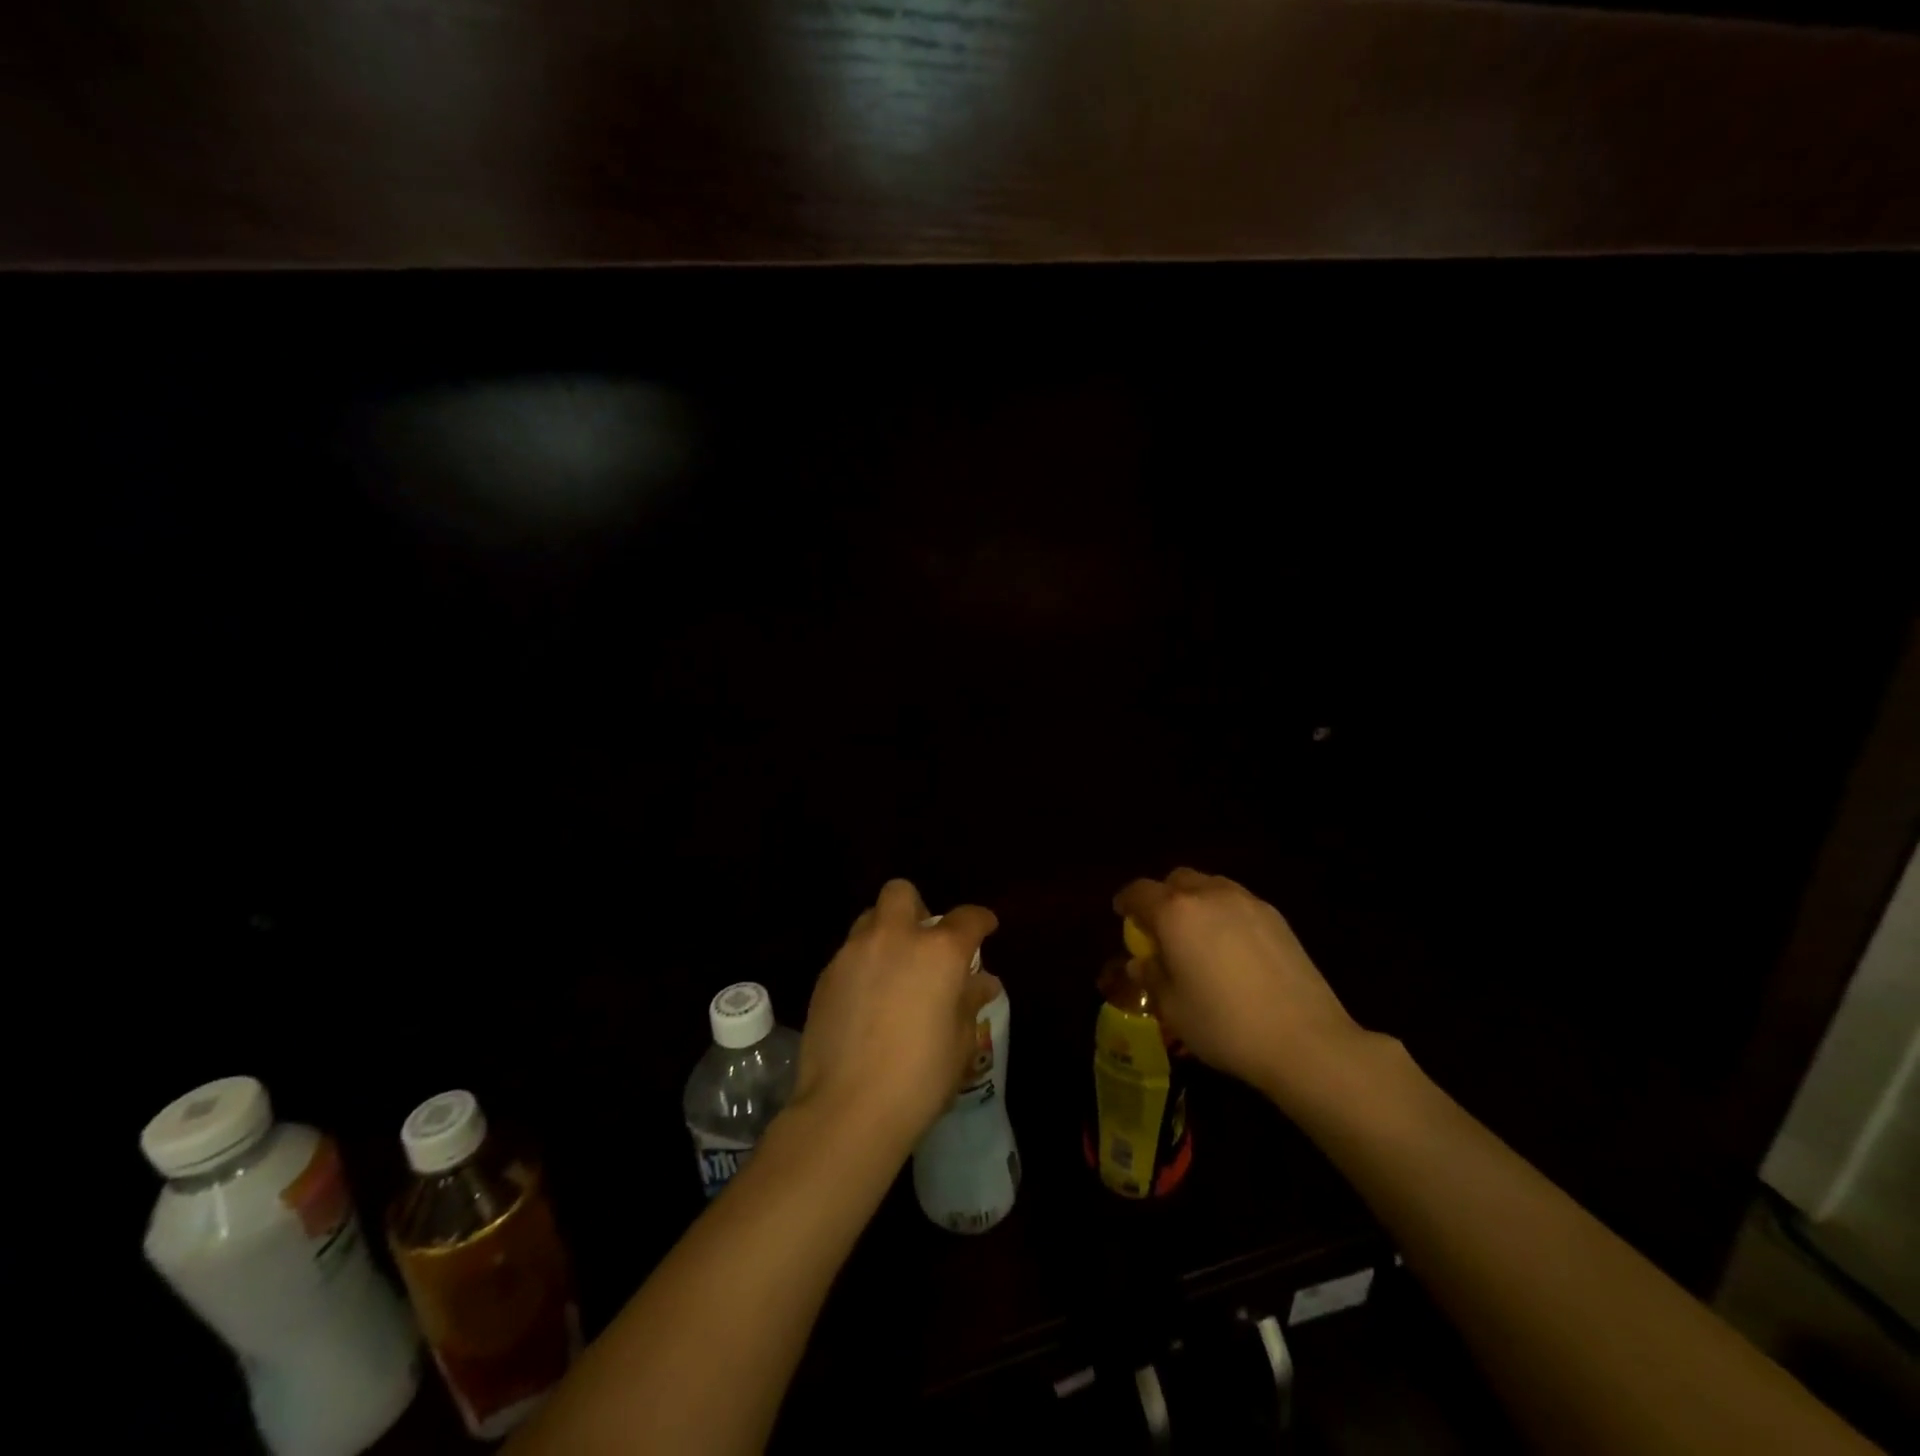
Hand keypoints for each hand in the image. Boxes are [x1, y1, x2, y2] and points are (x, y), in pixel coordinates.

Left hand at [793, 879, 1000, 1152]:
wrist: (847, 1108)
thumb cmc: (919, 1078)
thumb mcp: (959, 1042)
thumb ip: (969, 1002)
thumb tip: (982, 982)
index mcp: (938, 951)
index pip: (967, 918)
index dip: (981, 921)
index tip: (985, 929)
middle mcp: (894, 938)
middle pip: (901, 893)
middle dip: (917, 908)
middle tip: (924, 944)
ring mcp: (853, 953)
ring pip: (870, 919)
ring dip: (886, 933)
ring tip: (893, 971)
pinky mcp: (825, 975)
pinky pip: (849, 953)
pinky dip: (863, 964)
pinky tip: (866, 1000)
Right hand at [1114, 868, 1368, 1102]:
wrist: (1305, 1040)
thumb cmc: (1225, 1025)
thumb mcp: (1173, 1008)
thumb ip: (1152, 977)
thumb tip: (1141, 963)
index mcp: (1175, 913)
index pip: (1139, 892)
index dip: (1126, 902)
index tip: (1121, 915)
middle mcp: (1209, 895)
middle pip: (1177, 880)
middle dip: (1163, 897)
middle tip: (1161, 927)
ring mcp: (1247, 902)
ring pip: (1210, 886)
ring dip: (1195, 901)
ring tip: (1198, 935)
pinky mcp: (1277, 917)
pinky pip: (1238, 902)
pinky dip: (1224, 913)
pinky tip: (1232, 947)